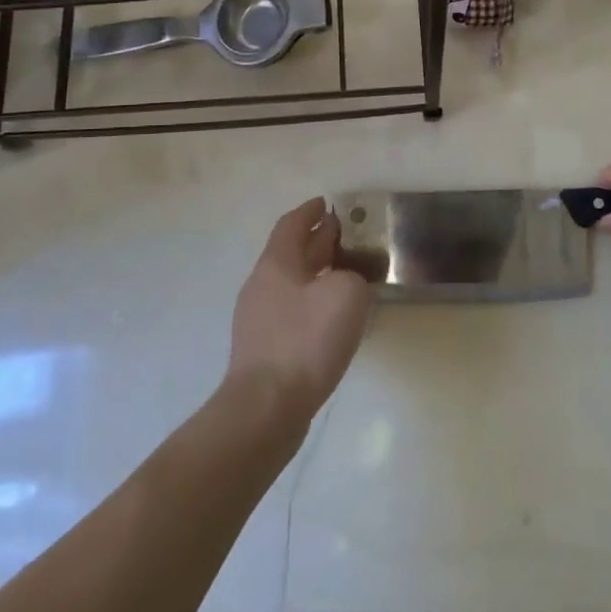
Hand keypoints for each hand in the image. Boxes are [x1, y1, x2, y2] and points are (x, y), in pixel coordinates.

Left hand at [225, 198, 373, 426]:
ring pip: (292, 284)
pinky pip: (292, 313)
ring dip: (316, 274)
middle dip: (316, 241)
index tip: (327, 203)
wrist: (267, 408)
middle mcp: (262, 286)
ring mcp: (259, 320)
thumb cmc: (306, 340)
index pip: (291, 225)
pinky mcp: (264, 351)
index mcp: (276, 264)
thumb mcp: (346, 294)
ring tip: (344, 275)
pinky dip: (312, 303)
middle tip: (343, 234)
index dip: (309, 211)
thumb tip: (343, 283)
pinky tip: (332, 318)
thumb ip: (351, 276)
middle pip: (290, 253)